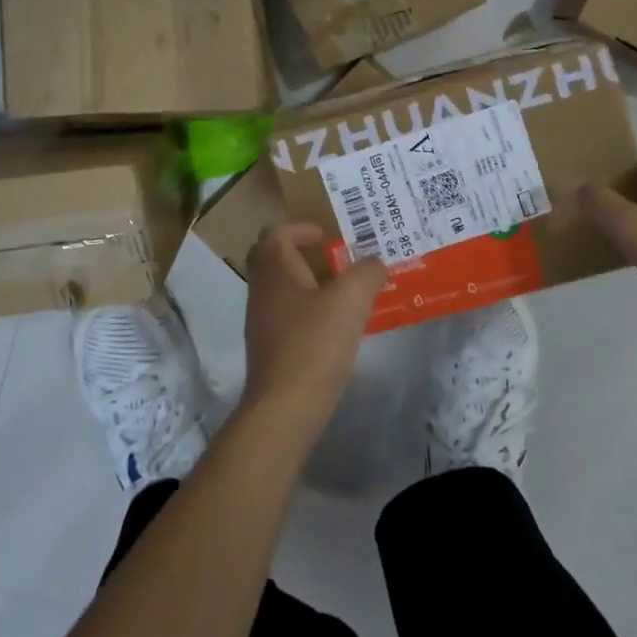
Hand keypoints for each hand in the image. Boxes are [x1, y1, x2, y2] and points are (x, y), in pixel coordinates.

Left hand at [239, 225, 387, 446]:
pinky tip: (333, 326)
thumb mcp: (351, 299)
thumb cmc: (315, 343)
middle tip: (331, 258)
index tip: (326, 235)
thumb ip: (367, 272)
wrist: (285, 408)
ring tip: (341, 292)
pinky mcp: (269, 349)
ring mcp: (261, 322)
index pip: (275, 233)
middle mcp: (261, 291)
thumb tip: (376, 262)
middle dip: (299, 253)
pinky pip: (284, 315)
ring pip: (279, 289)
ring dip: (305, 283)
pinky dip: (306, 310)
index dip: (300, 228)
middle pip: (270, 258)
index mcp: (275, 271)